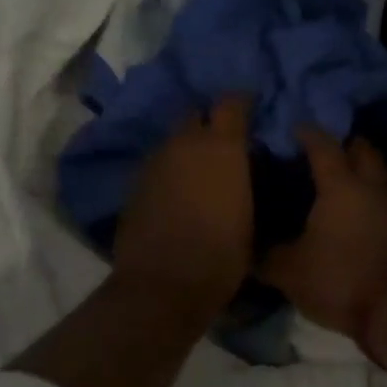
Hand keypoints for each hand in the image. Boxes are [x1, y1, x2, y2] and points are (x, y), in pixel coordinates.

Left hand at [113, 96, 254, 312]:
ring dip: (186, 149)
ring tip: (198, 171)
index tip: (252, 109)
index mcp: (221, 146)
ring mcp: (154, 162)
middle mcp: (184, 143)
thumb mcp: (250, 216)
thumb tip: (244, 169)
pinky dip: (168, 171)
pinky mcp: (134, 184)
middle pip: (196, 115)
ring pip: (173, 141)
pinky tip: (176, 193)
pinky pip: (157, 166)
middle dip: (209, 123)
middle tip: (223, 143)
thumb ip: (246, 181)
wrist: (164, 284)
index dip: (242, 102)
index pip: (231, 102)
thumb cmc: (222, 254)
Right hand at [260, 128, 386, 347]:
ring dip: (360, 176)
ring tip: (337, 190)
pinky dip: (371, 203)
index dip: (308, 133)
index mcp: (341, 186)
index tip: (295, 128)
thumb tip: (248, 249)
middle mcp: (373, 186)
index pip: (323, 145)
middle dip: (343, 146)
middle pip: (362, 150)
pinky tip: (356, 219)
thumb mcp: (290, 273)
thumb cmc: (342, 280)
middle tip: (321, 156)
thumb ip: (267, 257)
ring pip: (378, 176)